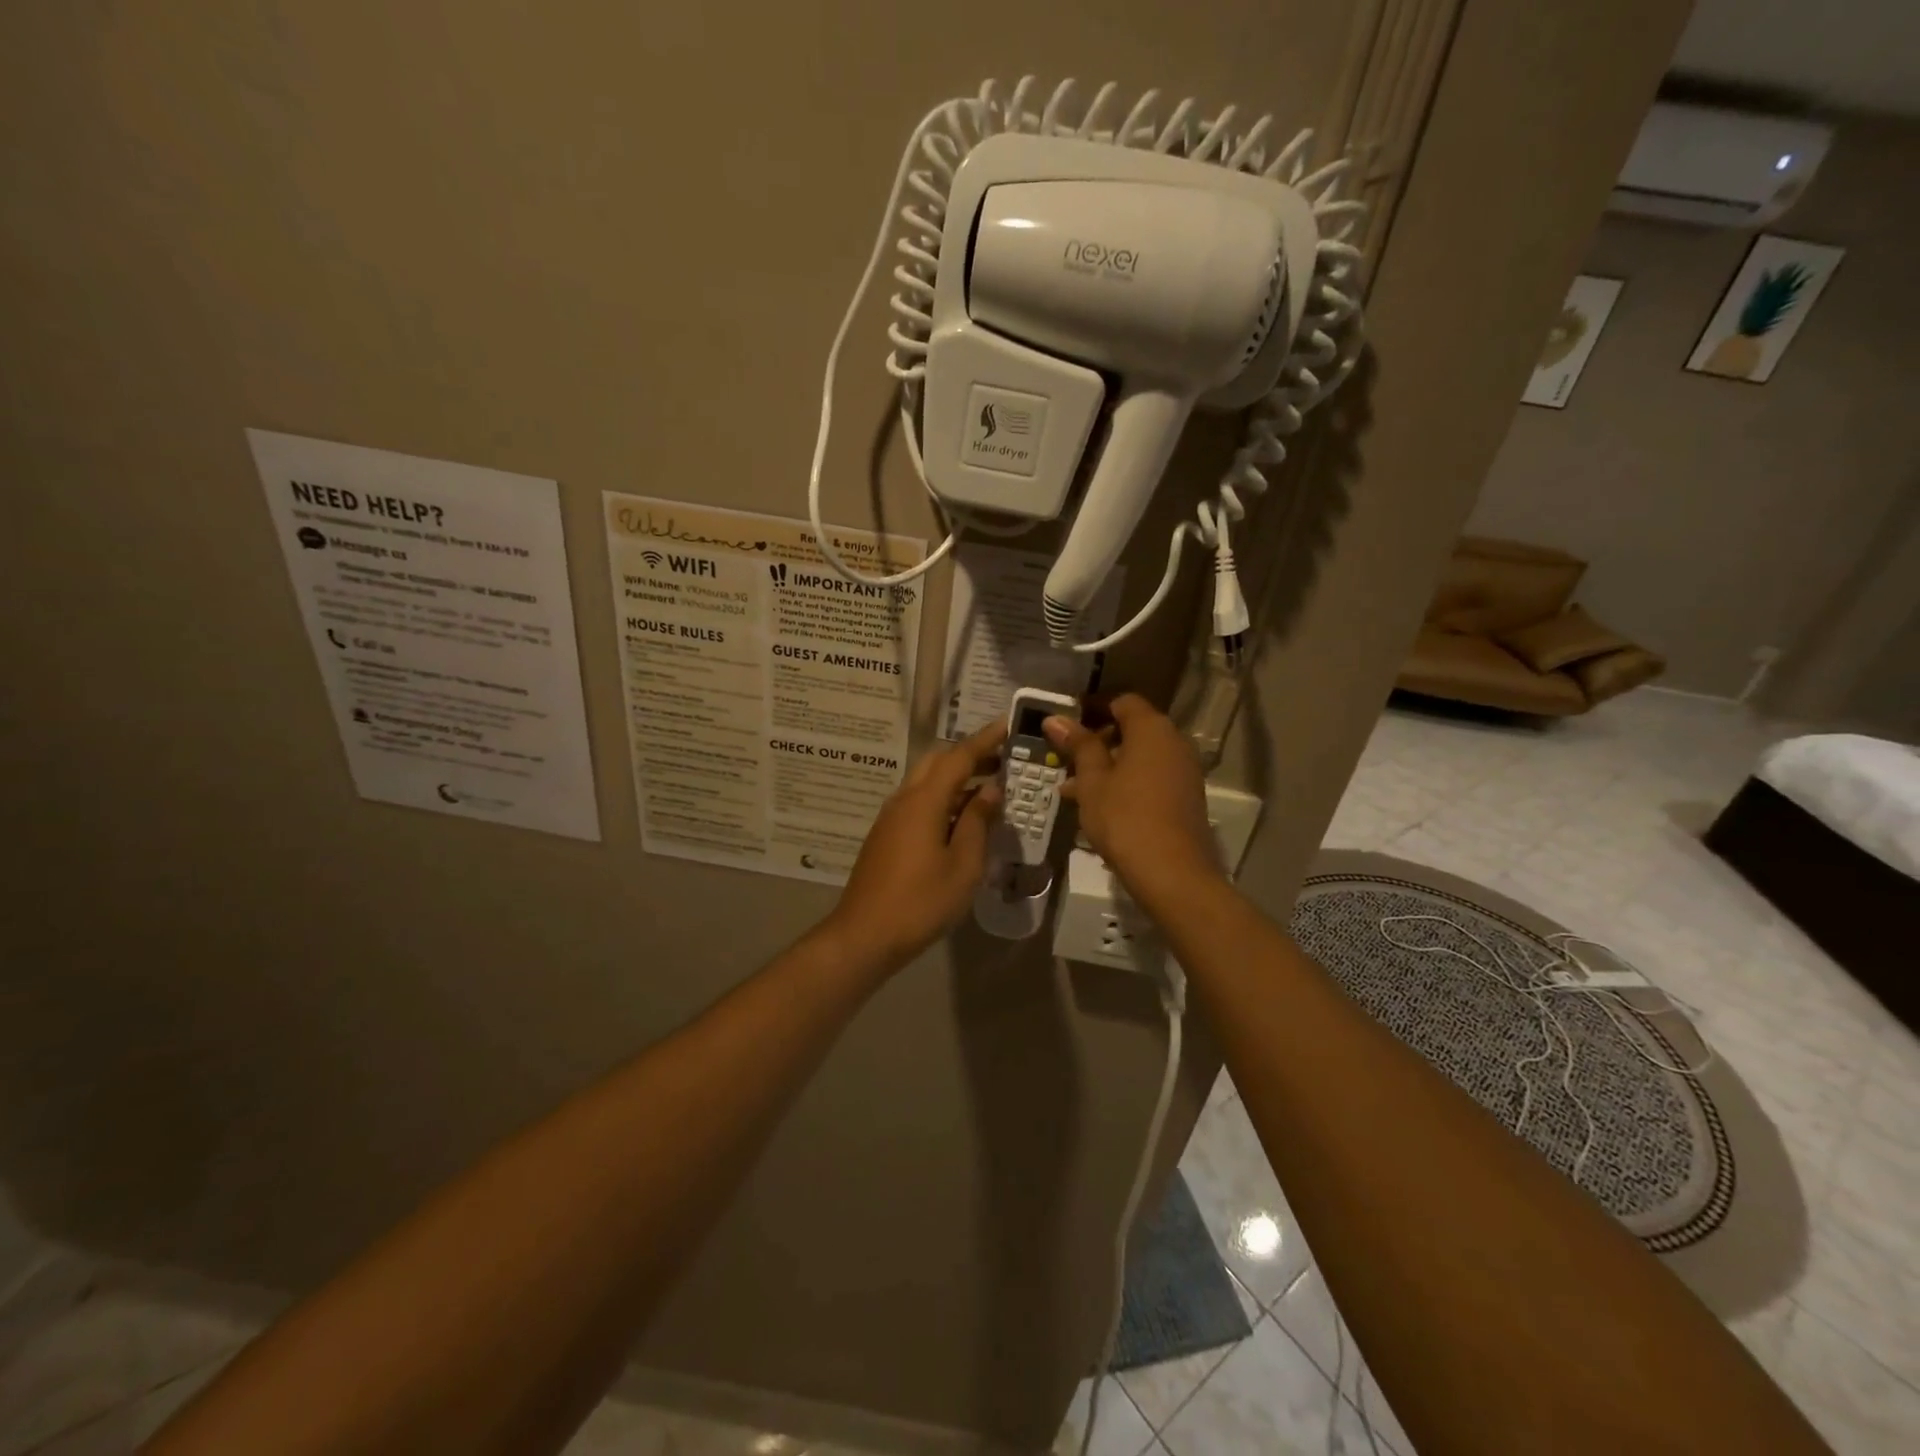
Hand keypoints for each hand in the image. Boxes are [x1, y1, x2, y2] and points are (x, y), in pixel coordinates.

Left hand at [822, 720, 1005, 970]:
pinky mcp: (886, 835)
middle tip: (1003, 761)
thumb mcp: (963, 865)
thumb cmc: (921, 901)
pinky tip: (962, 819)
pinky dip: (943, 799)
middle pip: (938, 762)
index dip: (986, 739)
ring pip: (926, 782)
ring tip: (989, 789)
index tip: (1008, 724)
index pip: (959, 757)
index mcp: (924, 801)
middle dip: (970, 756)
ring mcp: (891, 817)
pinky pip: (918, 802)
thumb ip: (978, 822)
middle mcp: (904, 799)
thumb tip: (990, 791)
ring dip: (957, 779)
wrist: (865, 934)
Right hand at [1044, 694, 1222, 905]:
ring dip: (1108, 765)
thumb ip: (1078, 745)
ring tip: (1073, 788)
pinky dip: (1126, 782)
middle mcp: (1174, 741)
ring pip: (1140, 756)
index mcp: (1152, 728)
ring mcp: (1184, 770)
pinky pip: (1151, 776)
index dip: (1093, 707)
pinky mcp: (1186, 796)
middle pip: (1133, 728)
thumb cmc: (1124, 818)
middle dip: (1097, 741)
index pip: (1122, 701)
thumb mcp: (1092, 780)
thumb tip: (1055, 718)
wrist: (1172, 872)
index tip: (1066, 723)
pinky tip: (1099, 805)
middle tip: (1066, 758)